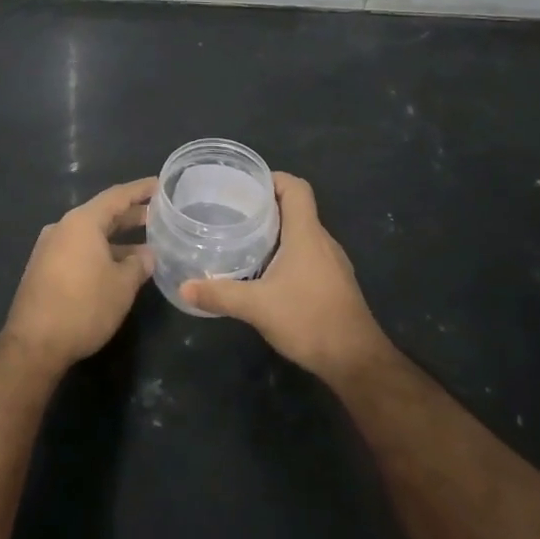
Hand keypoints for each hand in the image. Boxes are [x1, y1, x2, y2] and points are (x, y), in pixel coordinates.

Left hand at [0, 178, 156, 367]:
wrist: (34, 344)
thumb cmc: (84, 307)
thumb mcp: (122, 285)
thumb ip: (138, 264)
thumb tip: (147, 254)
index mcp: (82, 222)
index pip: (117, 196)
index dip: (141, 190)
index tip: (161, 185)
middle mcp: (62, 228)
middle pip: (102, 214)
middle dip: (131, 215)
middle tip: (159, 216)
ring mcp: (49, 248)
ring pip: (90, 235)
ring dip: (117, 239)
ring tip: (146, 246)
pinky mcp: (43, 269)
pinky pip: (78, 250)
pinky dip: (101, 252)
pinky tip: (118, 267)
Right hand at [180, 174, 391, 382]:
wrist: (356, 360)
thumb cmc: (309, 320)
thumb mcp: (257, 307)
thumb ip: (219, 294)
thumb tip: (184, 287)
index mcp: (306, 234)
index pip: (296, 188)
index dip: (272, 179)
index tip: (244, 185)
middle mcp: (322, 241)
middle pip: (296, 209)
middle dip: (265, 206)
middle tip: (231, 212)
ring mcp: (331, 263)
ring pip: (301, 234)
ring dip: (275, 231)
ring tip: (242, 239)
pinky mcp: (333, 283)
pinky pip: (307, 254)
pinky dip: (285, 253)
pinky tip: (263, 272)